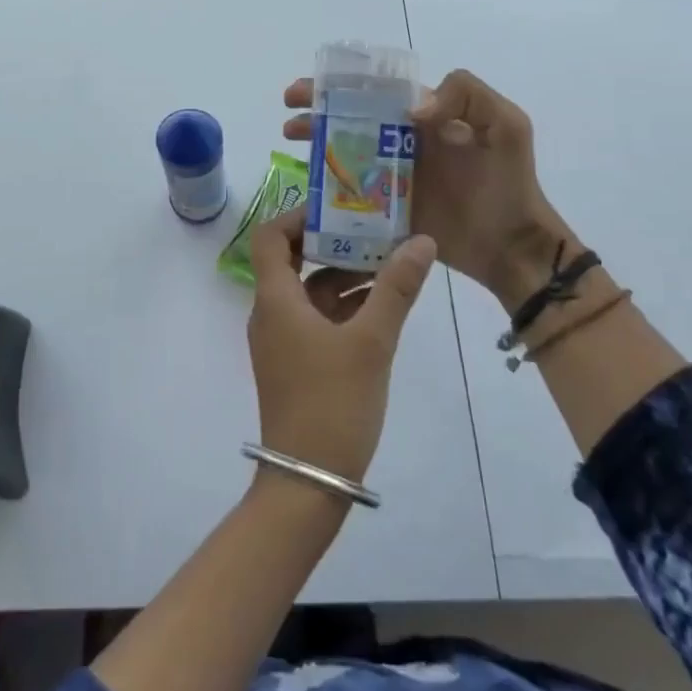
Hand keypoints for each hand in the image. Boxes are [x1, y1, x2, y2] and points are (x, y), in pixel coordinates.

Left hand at [245, 207, 435, 483]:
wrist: (308, 481)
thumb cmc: (333, 402)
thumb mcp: (372, 341)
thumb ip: (396, 288)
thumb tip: (421, 241)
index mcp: (276, 300)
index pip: (270, 238)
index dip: (298, 217)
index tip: (338, 209)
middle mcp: (272, 314)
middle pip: (294, 262)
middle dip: (334, 245)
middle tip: (376, 230)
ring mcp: (283, 341)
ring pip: (310, 293)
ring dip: (345, 276)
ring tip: (391, 263)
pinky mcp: (297, 363)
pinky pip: (317, 320)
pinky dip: (344, 307)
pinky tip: (383, 305)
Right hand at [283, 69, 570, 311]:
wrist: (512, 246)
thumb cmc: (509, 183)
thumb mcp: (506, 126)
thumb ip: (468, 97)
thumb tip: (412, 109)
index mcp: (425, 118)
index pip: (375, 93)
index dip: (340, 87)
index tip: (309, 91)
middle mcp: (402, 143)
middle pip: (351, 121)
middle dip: (315, 113)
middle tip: (288, 120)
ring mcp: (391, 178)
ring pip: (344, 155)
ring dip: (315, 146)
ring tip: (290, 143)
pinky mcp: (385, 211)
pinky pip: (350, 196)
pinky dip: (325, 190)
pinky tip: (306, 190)